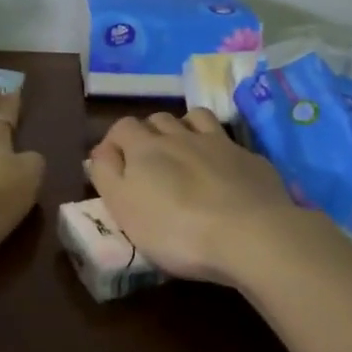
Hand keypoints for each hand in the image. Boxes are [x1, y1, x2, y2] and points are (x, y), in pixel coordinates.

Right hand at [88, 110, 329, 284]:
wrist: (250, 234)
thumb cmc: (176, 229)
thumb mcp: (124, 209)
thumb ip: (107, 175)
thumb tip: (101, 152)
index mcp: (145, 148)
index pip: (122, 127)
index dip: (115, 141)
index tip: (114, 164)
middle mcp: (180, 135)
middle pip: (158, 119)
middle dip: (149, 134)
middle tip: (150, 163)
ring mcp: (219, 143)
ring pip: (195, 118)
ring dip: (184, 128)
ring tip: (185, 152)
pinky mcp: (249, 158)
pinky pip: (228, 141)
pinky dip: (219, 149)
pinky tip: (222, 171)